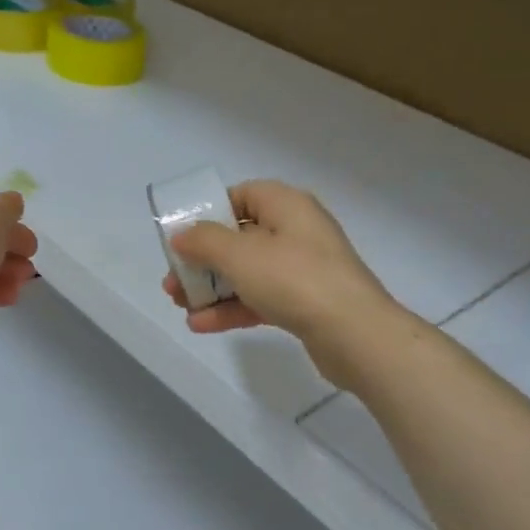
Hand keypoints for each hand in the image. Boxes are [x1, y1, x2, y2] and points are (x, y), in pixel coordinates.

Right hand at [160, 180, 405, 387]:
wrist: (355, 334)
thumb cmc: (294, 280)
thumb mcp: (239, 254)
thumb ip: (204, 241)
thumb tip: (182, 235)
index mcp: (286, 205)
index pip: (241, 195)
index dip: (209, 213)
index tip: (183, 236)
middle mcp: (296, 231)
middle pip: (239, 237)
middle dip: (202, 259)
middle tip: (174, 280)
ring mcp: (302, 269)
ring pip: (247, 272)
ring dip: (212, 288)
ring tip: (180, 305)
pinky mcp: (305, 302)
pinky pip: (260, 298)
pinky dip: (232, 308)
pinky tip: (202, 325)